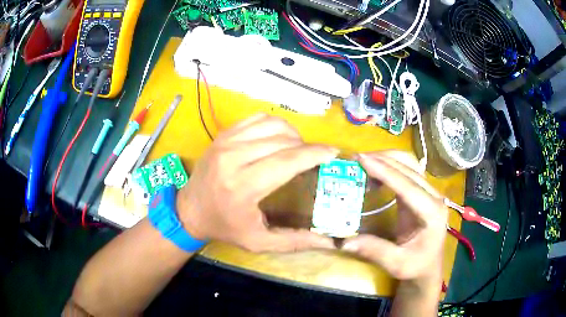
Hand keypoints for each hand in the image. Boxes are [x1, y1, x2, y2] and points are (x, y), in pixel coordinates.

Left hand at [177, 113, 337, 252]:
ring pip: (272, 124)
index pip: (287, 161)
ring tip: (298, 148)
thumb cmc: (225, 227)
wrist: (190, 210)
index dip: (314, 154)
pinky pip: (257, 118)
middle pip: (282, 140)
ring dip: (292, 134)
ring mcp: (226, 141)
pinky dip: (275, 125)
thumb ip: (295, 241)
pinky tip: (279, 138)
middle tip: (316, 157)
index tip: (333, 152)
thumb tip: (329, 241)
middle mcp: (233, 157)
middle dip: (307, 146)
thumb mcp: (259, 242)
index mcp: (242, 186)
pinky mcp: (223, 134)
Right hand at [342, 151, 447, 282]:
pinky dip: (390, 167)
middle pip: (410, 168)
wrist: (428, 266)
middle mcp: (434, 197)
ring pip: (410, 165)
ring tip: (364, 162)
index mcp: (432, 213)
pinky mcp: (421, 193)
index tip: (362, 159)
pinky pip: (406, 172)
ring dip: (387, 159)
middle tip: (356, 159)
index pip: (408, 186)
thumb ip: (374, 251)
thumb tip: (344, 241)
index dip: (385, 171)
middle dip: (383, 160)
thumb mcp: (397, 264)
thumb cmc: (417, 266)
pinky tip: (375, 173)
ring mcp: (429, 193)